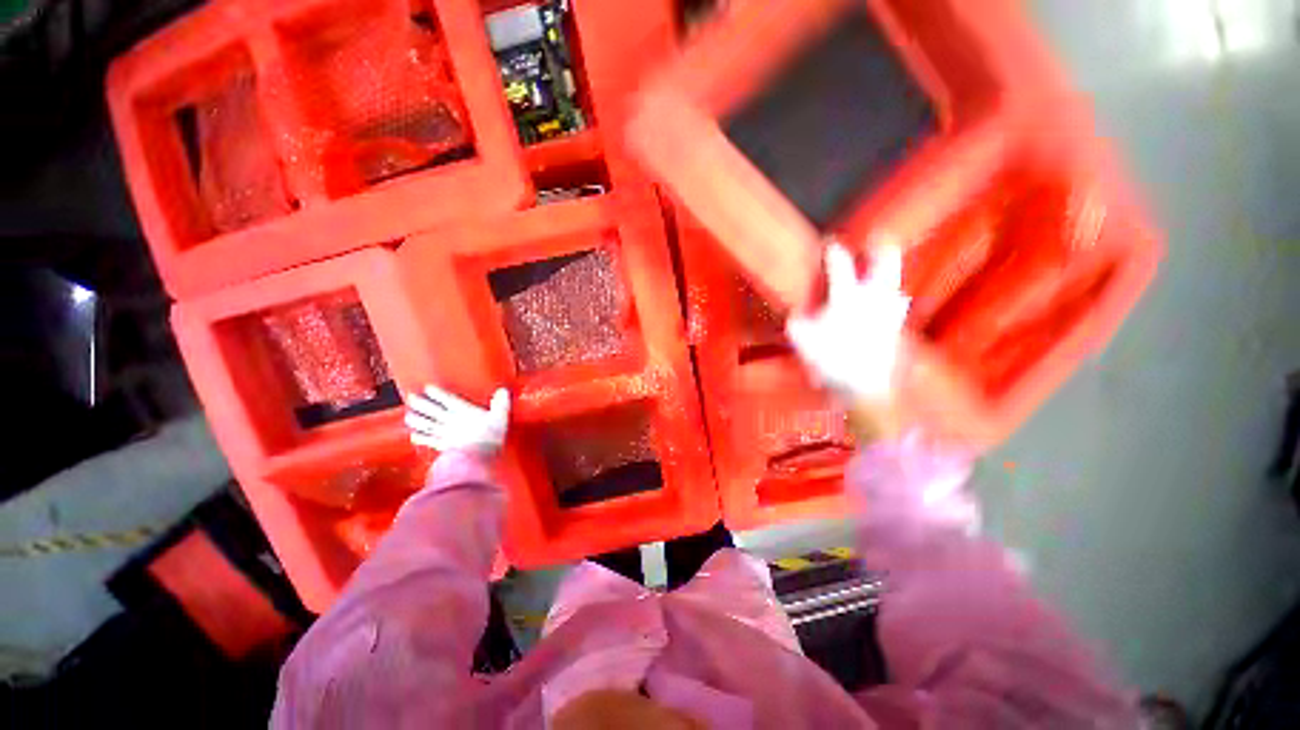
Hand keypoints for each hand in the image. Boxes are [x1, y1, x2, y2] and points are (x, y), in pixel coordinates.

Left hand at [405, 385, 509, 455]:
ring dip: (416, 420)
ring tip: (408, 416)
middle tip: (410, 397)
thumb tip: (503, 390)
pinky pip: (429, 441)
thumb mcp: (501, 417)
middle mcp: (451, 421)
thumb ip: (501, 403)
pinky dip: (420, 438)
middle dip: (421, 403)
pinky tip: (414, 436)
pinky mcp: (443, 447)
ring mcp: (445, 434)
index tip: (427, 387)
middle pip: (433, 411)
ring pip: (427, 425)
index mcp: (464, 412)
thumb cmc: (491, 436)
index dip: (437, 393)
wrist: (478, 459)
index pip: (448, 400)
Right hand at [787, 242, 909, 401]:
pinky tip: (882, 307)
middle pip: (886, 259)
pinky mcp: (896, 327)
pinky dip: (890, 300)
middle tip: (872, 242)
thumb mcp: (801, 340)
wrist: (865, 386)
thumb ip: (796, 322)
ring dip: (886, 275)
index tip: (828, 243)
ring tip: (875, 277)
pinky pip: (897, 305)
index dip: (832, 249)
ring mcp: (890, 311)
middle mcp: (873, 296)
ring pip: (896, 282)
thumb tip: (795, 313)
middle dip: (880, 247)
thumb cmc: (831, 359)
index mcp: (847, 296)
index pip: (839, 263)